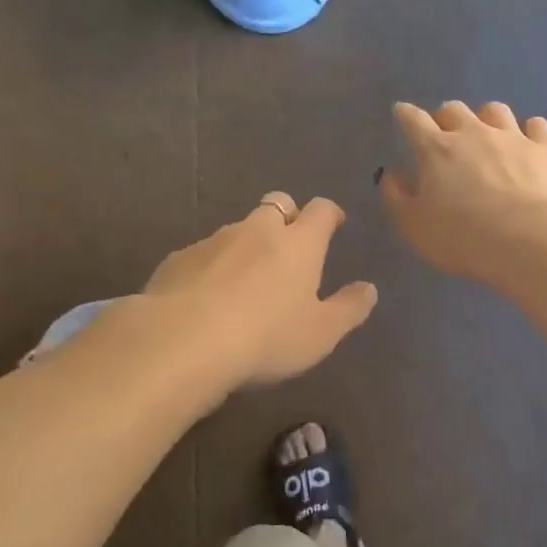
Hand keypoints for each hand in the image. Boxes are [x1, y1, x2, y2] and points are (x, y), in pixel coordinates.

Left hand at [142, 192, 377, 387]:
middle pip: (277, 204)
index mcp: (299, 243)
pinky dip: (214, 266)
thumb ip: (349, 309)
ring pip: (238, 229)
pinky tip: (208, 297)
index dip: (330, 213)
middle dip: (287, 215)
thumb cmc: (267, 337)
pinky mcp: (178, 259)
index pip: (321, 210)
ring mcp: (214, 241)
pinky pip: (204, 254)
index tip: (335, 223)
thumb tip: (369, 289)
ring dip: (248, 244)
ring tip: (247, 279)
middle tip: (291, 243)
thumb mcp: (321, 333)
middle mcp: (257, 230)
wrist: (182, 342)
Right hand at [381, 101, 546, 280]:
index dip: (405, 114)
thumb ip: (398, 198)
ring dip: (486, 118)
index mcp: (436, 150)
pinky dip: (529, 130)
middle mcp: (473, 133)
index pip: (413, 120)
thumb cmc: (463, 237)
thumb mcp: (415, 226)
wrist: (529, 240)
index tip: (401, 113)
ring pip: (495, 110)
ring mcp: (512, 137)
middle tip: (446, 135)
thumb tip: (392, 175)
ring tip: (486, 134)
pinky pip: (536, 126)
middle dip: (446, 118)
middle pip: (454, 109)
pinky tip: (528, 141)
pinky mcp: (545, 149)